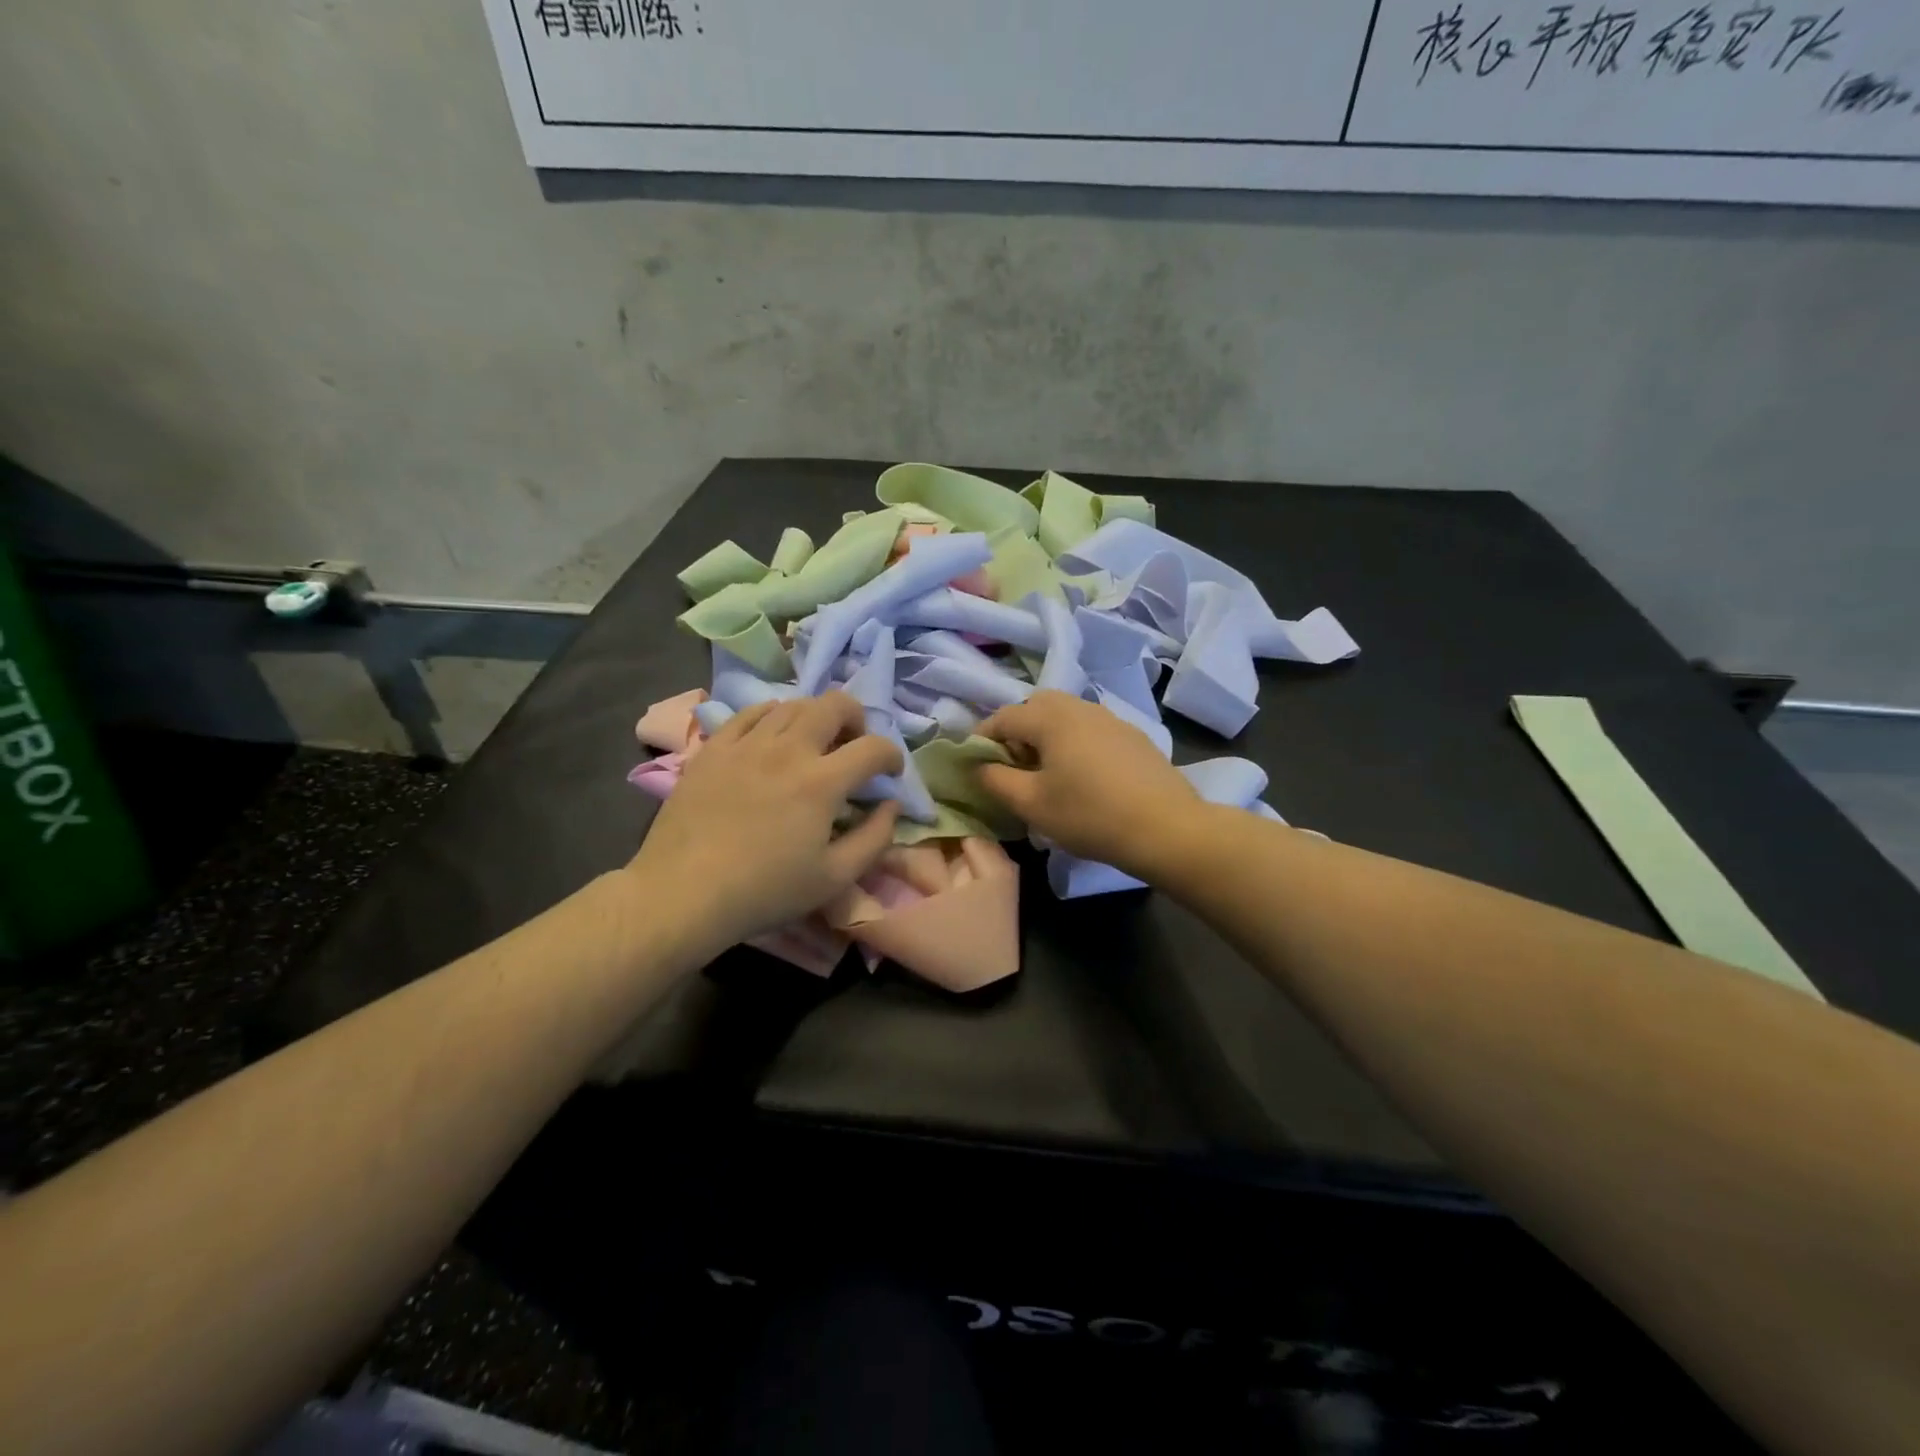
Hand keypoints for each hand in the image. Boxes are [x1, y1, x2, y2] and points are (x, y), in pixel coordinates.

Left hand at [630, 693, 902, 952]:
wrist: (683, 893)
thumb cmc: (765, 891)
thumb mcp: (834, 878)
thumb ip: (875, 839)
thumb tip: (891, 806)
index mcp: (822, 782)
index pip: (873, 748)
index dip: (892, 756)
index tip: (890, 774)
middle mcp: (787, 749)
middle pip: (835, 705)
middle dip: (857, 718)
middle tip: (854, 745)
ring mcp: (746, 744)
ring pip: (792, 704)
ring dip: (816, 717)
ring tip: (814, 743)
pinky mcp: (714, 749)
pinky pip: (749, 713)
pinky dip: (772, 716)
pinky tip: (771, 737)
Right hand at [976, 691, 1200, 877]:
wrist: (1166, 828)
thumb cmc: (1089, 815)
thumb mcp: (1031, 804)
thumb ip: (995, 780)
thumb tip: (978, 766)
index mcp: (1051, 718)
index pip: (1003, 717)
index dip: (982, 739)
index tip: (976, 765)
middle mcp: (1080, 707)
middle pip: (1036, 707)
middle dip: (1017, 732)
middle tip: (1013, 767)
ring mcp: (1111, 718)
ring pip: (1066, 716)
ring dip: (1047, 736)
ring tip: (1048, 773)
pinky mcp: (1133, 736)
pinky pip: (1091, 729)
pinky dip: (1075, 743)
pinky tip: (1084, 777)